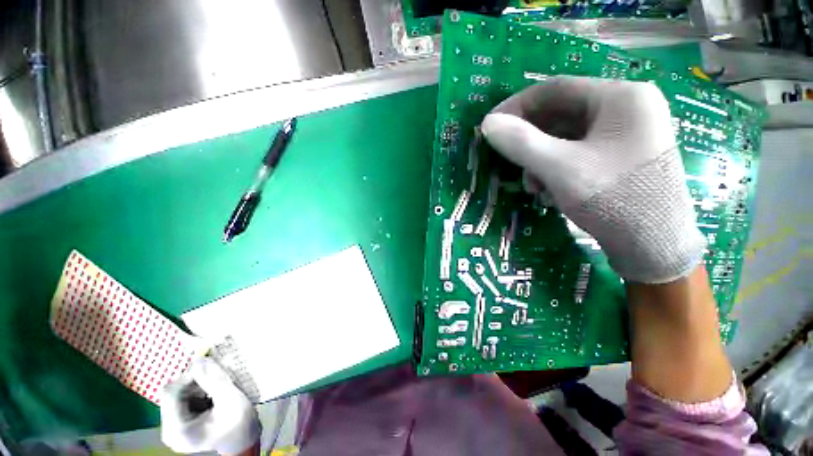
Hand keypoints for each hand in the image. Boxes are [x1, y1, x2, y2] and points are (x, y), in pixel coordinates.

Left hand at [160, 357, 260, 454]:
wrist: (244, 439)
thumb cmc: (240, 424)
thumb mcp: (231, 399)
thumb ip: (215, 380)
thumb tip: (200, 359)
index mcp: (178, 429)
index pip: (171, 394)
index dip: (188, 376)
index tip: (209, 366)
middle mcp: (169, 429)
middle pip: (173, 394)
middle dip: (195, 382)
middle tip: (216, 378)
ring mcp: (173, 427)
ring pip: (178, 394)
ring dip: (198, 386)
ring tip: (216, 389)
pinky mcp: (180, 423)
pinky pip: (183, 399)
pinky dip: (198, 391)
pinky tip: (212, 395)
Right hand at [482, 76, 704, 283]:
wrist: (655, 246)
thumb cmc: (613, 199)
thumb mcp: (560, 169)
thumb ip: (520, 143)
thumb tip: (487, 123)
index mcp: (620, 97)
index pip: (555, 89)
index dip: (516, 106)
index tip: (491, 125)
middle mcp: (625, 107)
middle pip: (560, 114)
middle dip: (529, 141)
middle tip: (509, 162)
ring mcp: (624, 133)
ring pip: (565, 137)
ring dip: (540, 160)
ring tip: (532, 187)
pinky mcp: (619, 155)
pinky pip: (576, 152)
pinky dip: (555, 168)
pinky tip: (549, 191)